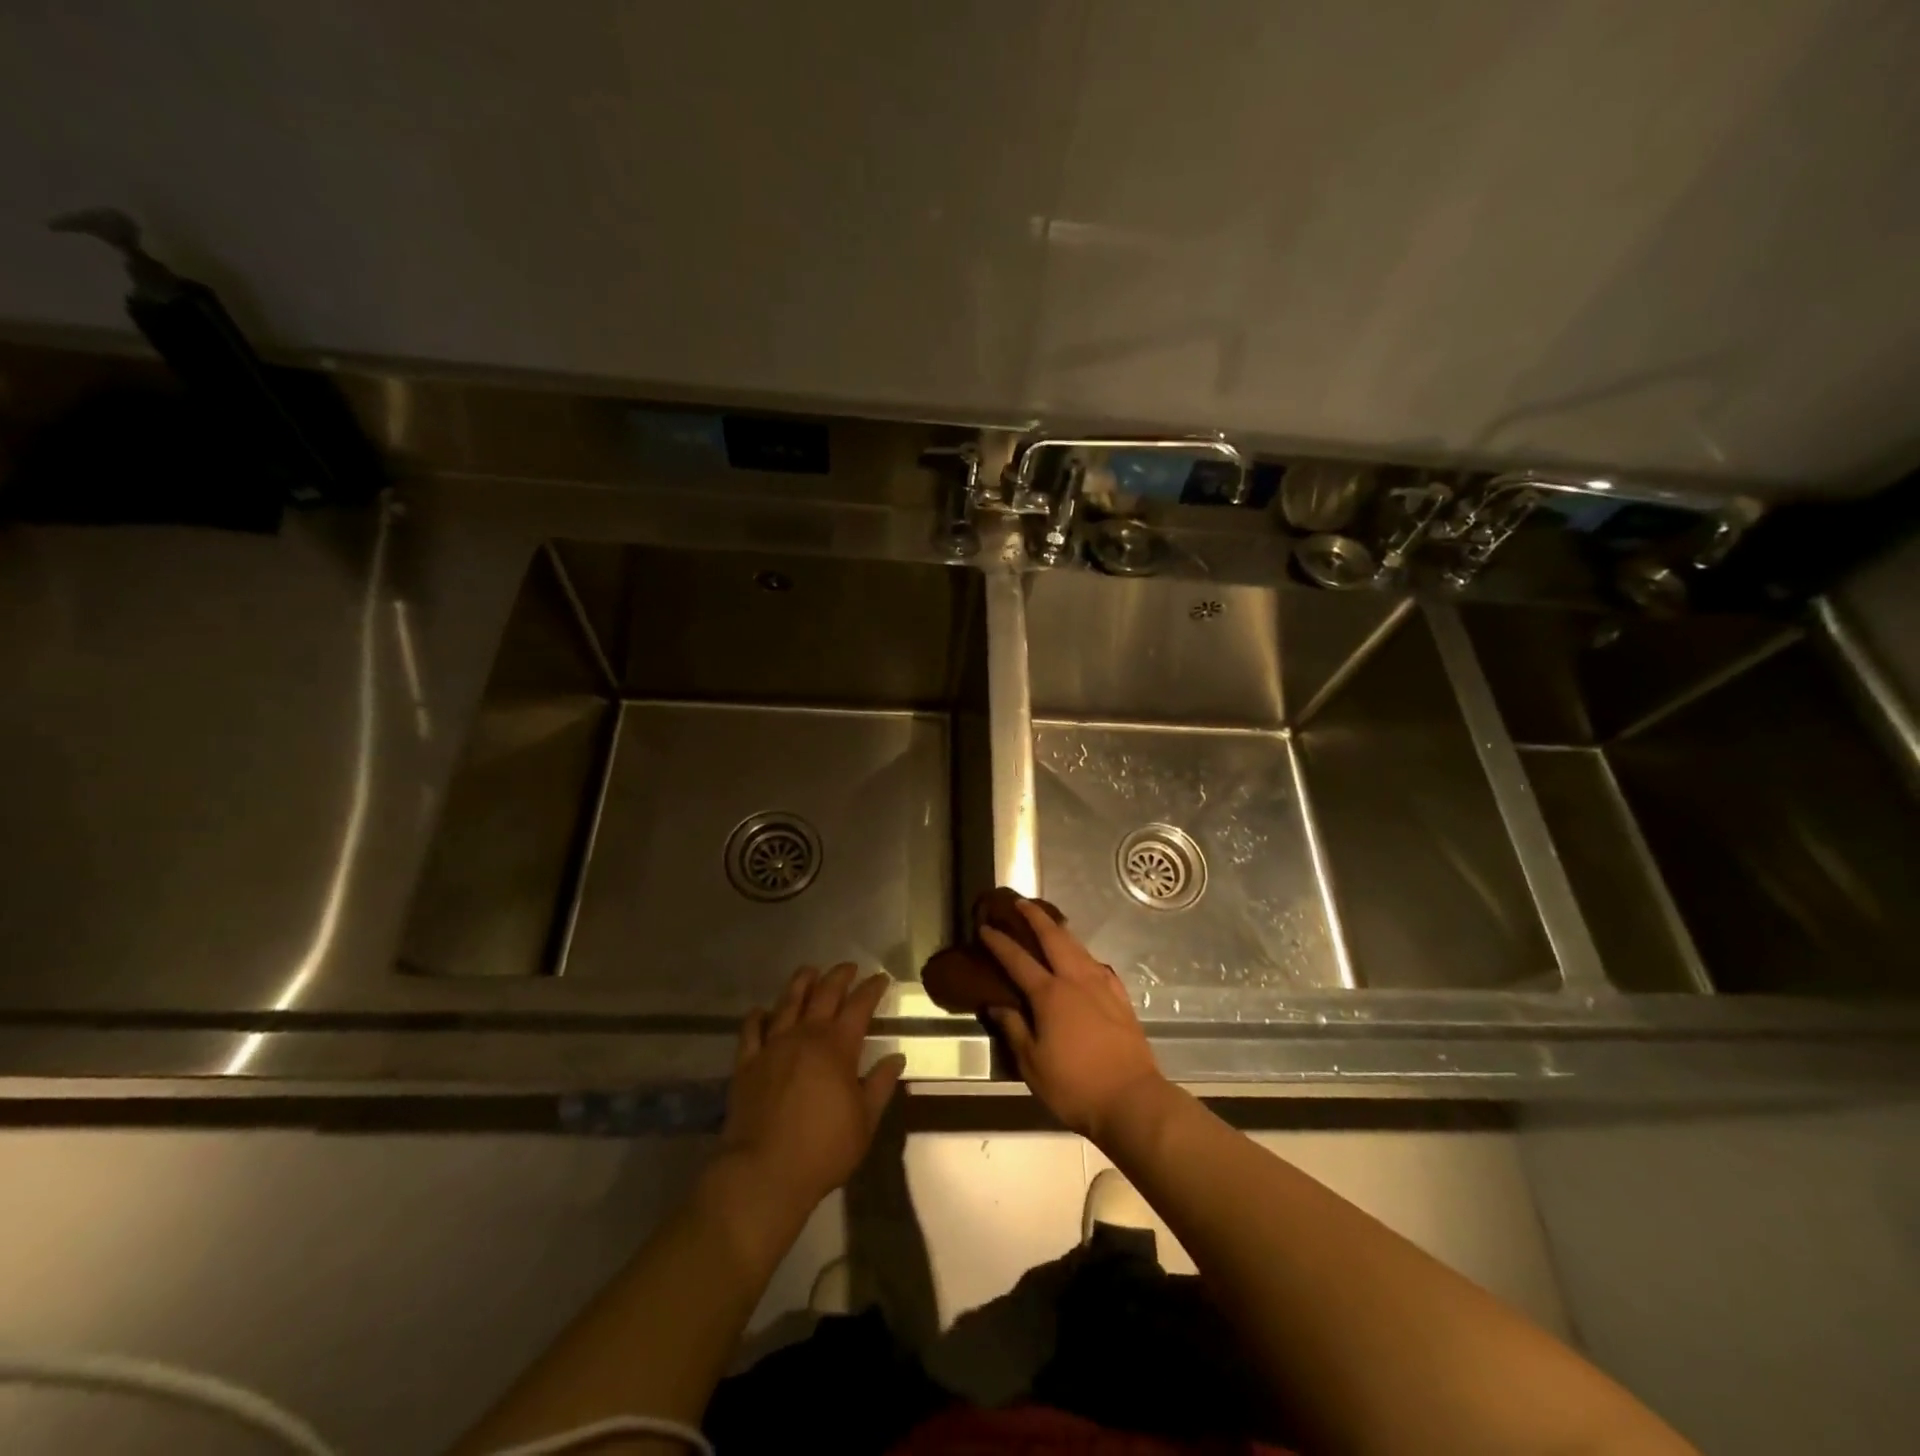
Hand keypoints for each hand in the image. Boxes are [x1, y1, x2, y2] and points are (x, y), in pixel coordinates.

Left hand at [720, 963, 906, 1213]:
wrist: (764, 1172)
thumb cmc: (823, 1149)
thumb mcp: (865, 1121)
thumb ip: (880, 1084)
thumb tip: (896, 1057)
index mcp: (838, 1047)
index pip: (859, 1006)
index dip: (872, 989)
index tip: (881, 978)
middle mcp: (805, 1036)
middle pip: (824, 994)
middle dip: (839, 976)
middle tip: (849, 967)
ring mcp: (772, 1046)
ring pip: (788, 1003)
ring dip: (800, 983)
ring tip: (809, 971)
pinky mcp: (746, 1063)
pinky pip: (751, 1030)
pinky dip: (757, 1016)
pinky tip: (762, 1010)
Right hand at [980, 901, 1165, 1142]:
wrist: (1132, 1099)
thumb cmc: (1075, 1085)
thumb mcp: (1032, 1064)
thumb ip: (1013, 1029)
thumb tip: (996, 1005)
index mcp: (1050, 994)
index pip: (1018, 960)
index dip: (999, 942)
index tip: (985, 928)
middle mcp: (1075, 980)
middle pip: (1054, 938)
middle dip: (1035, 917)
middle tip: (1020, 902)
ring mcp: (1102, 987)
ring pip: (1078, 946)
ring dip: (1061, 929)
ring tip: (1050, 921)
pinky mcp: (1120, 998)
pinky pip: (1098, 966)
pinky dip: (1085, 955)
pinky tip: (1084, 959)